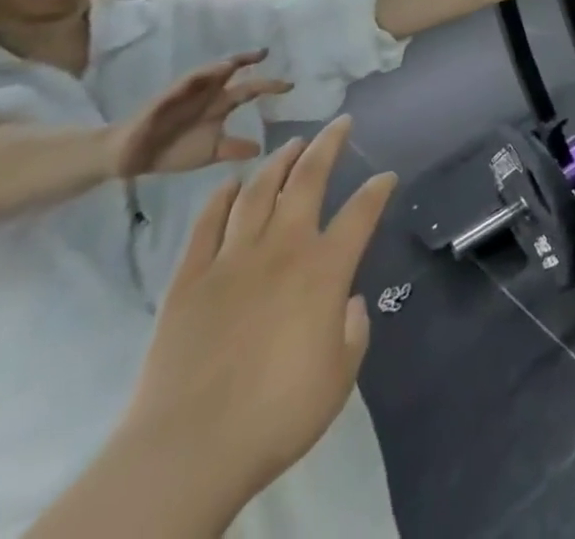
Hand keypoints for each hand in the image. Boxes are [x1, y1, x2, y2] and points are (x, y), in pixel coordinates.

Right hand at [109, 53, 293, 177]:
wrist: (131, 159)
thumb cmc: (173, 150)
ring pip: (206, 73)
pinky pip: (179, 86)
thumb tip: (262, 150)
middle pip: (231, 71)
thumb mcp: (211, 151)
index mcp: (220, 105)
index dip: (269, 85)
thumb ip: (235, 148)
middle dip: (247, 60)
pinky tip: (201, 78)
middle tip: (265, 52)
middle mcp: (207, 94)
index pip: (249, 89)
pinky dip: (192, 81)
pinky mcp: (162, 100)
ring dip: (220, 66)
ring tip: (236, 61)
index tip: (291, 85)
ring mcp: (184, 95)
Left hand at [121, 119, 395, 503]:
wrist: (187, 451)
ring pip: (257, 192)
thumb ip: (352, 331)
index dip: (378, 190)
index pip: (361, 212)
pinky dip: (218, 200)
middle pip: (307, 180)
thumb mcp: (339, 376)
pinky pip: (205, 226)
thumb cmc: (276, 415)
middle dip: (327, 145)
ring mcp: (232, 261)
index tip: (387, 176)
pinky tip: (228, 184)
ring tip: (290, 144)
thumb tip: (345, 303)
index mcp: (325, 269)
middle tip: (339, 122)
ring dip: (277, 163)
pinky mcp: (189, 281)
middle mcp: (283, 249)